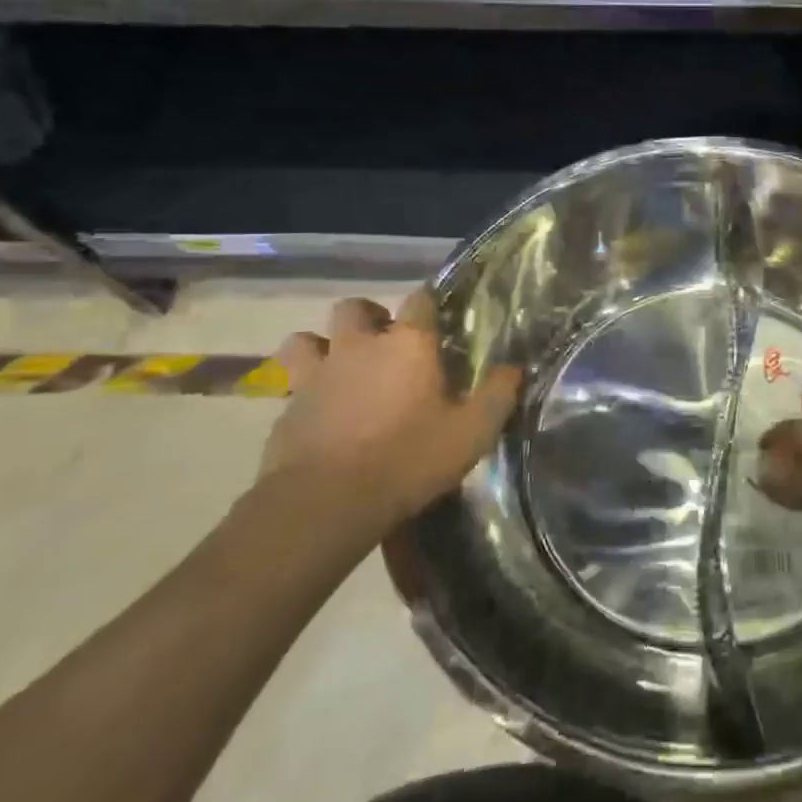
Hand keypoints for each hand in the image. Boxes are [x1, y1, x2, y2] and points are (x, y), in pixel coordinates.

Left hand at [261, 292, 522, 541]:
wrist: (326, 502)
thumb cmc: (409, 459)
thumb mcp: (472, 432)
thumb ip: (498, 394)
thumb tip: (514, 368)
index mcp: (408, 344)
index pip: (420, 299)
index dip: (430, 304)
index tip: (438, 319)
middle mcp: (359, 347)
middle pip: (354, 308)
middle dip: (368, 317)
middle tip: (384, 344)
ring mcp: (317, 374)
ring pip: (307, 339)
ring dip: (322, 346)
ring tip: (339, 370)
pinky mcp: (286, 407)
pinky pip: (290, 384)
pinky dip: (303, 391)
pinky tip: (317, 414)